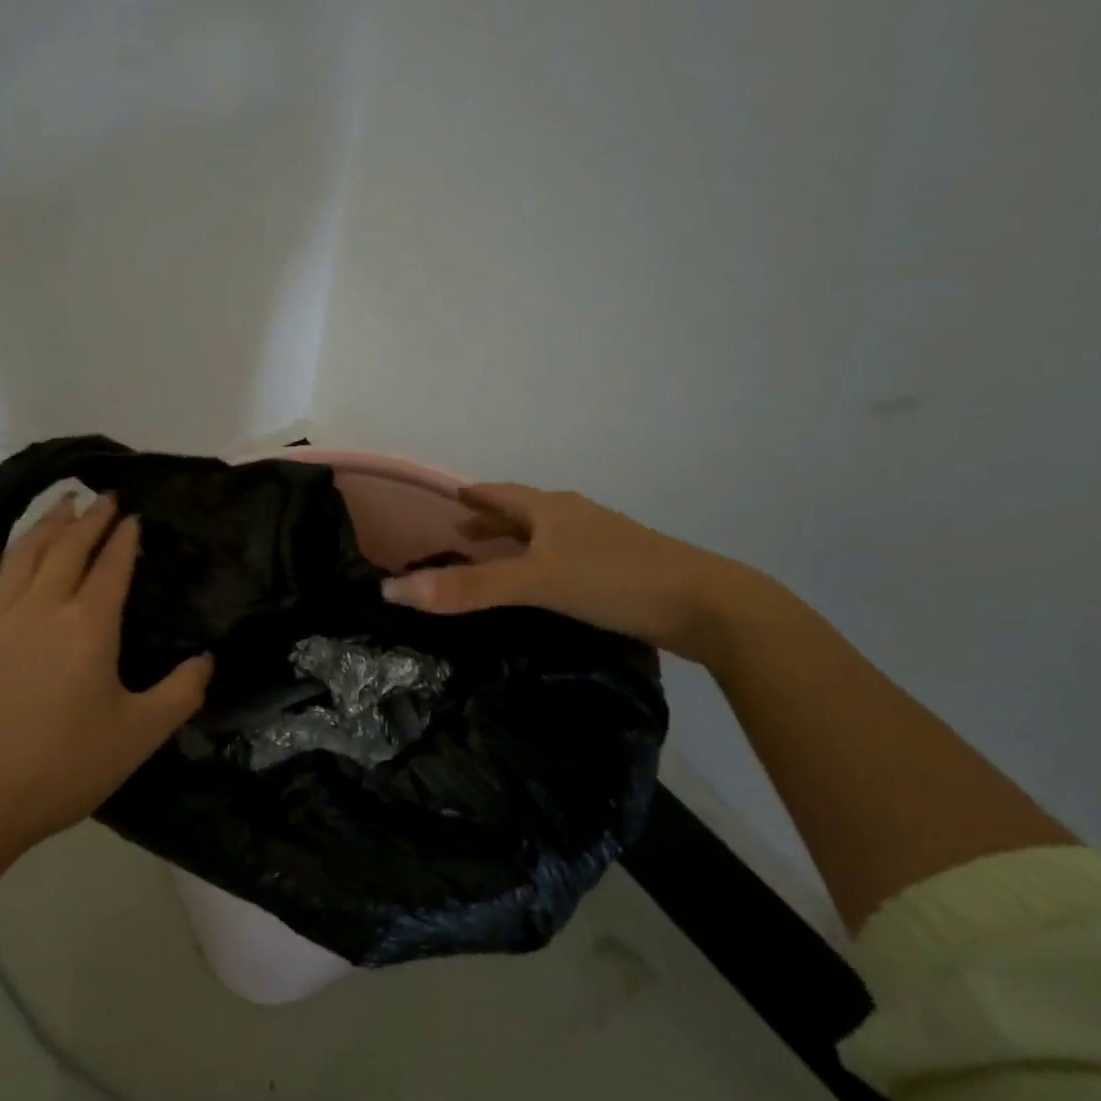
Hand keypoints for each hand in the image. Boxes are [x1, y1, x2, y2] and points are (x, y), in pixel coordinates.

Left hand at [0, 493, 213, 845]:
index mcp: (89, 625)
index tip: (134, 516)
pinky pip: (1, 577)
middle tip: (106, 496)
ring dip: (49, 523)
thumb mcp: (140, 734)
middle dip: (90, 518)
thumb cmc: (65, 764)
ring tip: (63, 503)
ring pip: (27, 553)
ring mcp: (2, 618)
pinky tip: (24, 556)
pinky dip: (20, 552)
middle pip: (68, 547)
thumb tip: (207, 661)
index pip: (111, 566)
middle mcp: (44, 607)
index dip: (125, 538)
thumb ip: (181, 693)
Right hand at [380, 483, 751, 661]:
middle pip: (523, 513)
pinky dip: (542, 565)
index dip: (473, 497)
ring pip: (547, 537)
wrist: (706, 605)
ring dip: (517, 543)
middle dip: (491, 521)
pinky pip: (566, 559)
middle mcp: (574, 518)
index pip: (500, 494)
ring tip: (495, 559)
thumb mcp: (535, 582)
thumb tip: (394, 591)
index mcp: (551, 509)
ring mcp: (601, 542)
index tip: (449, 500)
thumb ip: (469, 589)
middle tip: (461, 534)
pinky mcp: (620, 570)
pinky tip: (544, 588)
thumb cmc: (614, 580)